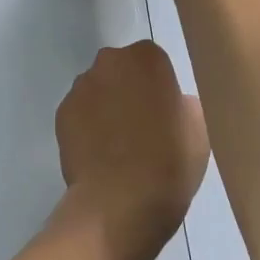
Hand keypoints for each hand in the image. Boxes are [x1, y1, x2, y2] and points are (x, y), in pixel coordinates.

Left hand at [55, 41, 209, 256]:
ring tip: (118, 144)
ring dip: (106, 106)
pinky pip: (79, 113)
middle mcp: (109, 62)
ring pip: (97, 90)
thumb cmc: (169, 161)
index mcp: (146, 58)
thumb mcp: (199, 128)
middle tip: (142, 125)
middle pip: (121, 69)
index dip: (158, 85)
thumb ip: (183, 103)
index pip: (152, 60)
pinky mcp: (61, 114)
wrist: (121, 202)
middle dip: (128, 89)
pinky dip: (87, 126)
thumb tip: (172, 104)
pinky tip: (99, 154)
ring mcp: (80, 87)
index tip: (164, 111)